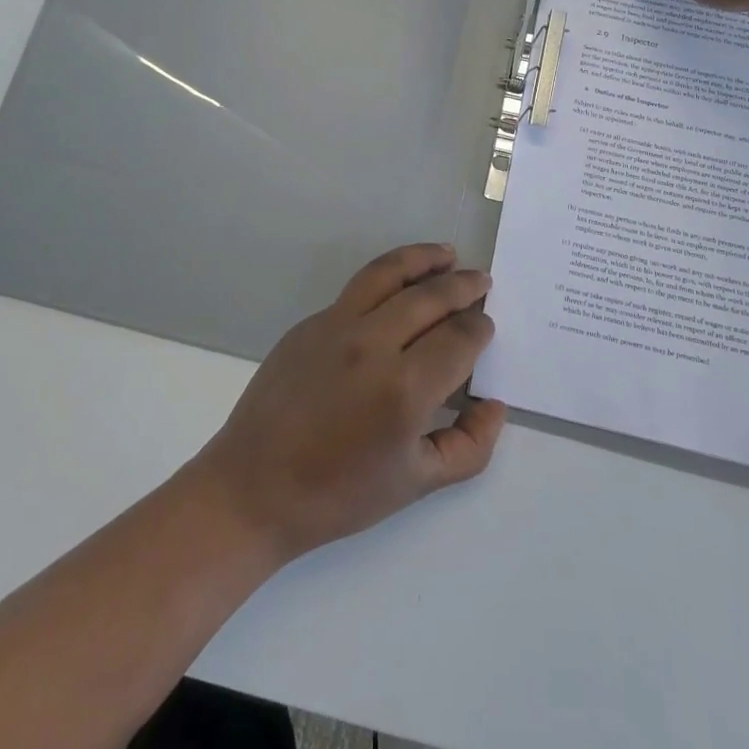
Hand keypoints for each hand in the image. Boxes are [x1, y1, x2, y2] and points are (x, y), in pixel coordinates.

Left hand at [190, 244, 506, 562]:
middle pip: (430, 296)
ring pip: (388, 273)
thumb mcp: (417, 484)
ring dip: (423, 258)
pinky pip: (356, 291)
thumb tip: (493, 405)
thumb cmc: (339, 495)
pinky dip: (387, 279)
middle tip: (482, 281)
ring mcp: (335, 326)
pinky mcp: (309, 323)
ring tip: (447, 254)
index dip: (480, 328)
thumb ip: (469, 446)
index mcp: (404, 389)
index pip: (459, 338)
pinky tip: (398, 289)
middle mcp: (372, 345)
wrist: (254, 488)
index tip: (486, 326)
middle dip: (464, 285)